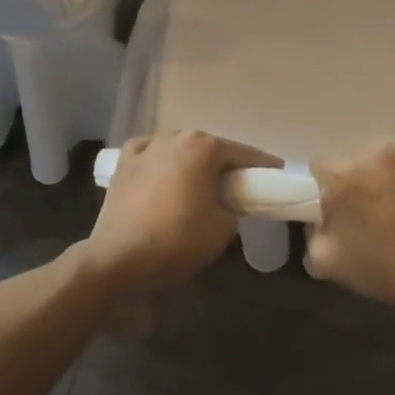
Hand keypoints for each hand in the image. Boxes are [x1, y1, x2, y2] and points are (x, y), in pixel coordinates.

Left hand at [81, 132, 281, 292]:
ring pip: (179, 148)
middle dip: (225, 163)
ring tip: (199, 181)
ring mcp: (146, 147)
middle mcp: (175, 137)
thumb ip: (234, 206)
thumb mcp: (223, 228)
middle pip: (209, 148)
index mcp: (203, 147)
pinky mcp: (123, 163)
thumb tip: (227, 202)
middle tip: (238, 184)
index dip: (263, 166)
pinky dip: (161, 162)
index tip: (277, 174)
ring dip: (191, 161)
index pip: (244, 154)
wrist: (117, 258)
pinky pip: (150, 155)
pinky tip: (163, 173)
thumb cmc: (176, 241)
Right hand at [307, 140, 394, 307]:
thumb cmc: (388, 269)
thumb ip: (316, 228)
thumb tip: (325, 214)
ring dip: (390, 170)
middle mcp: (373, 150)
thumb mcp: (328, 261)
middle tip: (376, 205)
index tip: (343, 206)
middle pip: (356, 156)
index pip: (321, 166)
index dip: (329, 187)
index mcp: (342, 175)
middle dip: (360, 176)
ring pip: (389, 152)